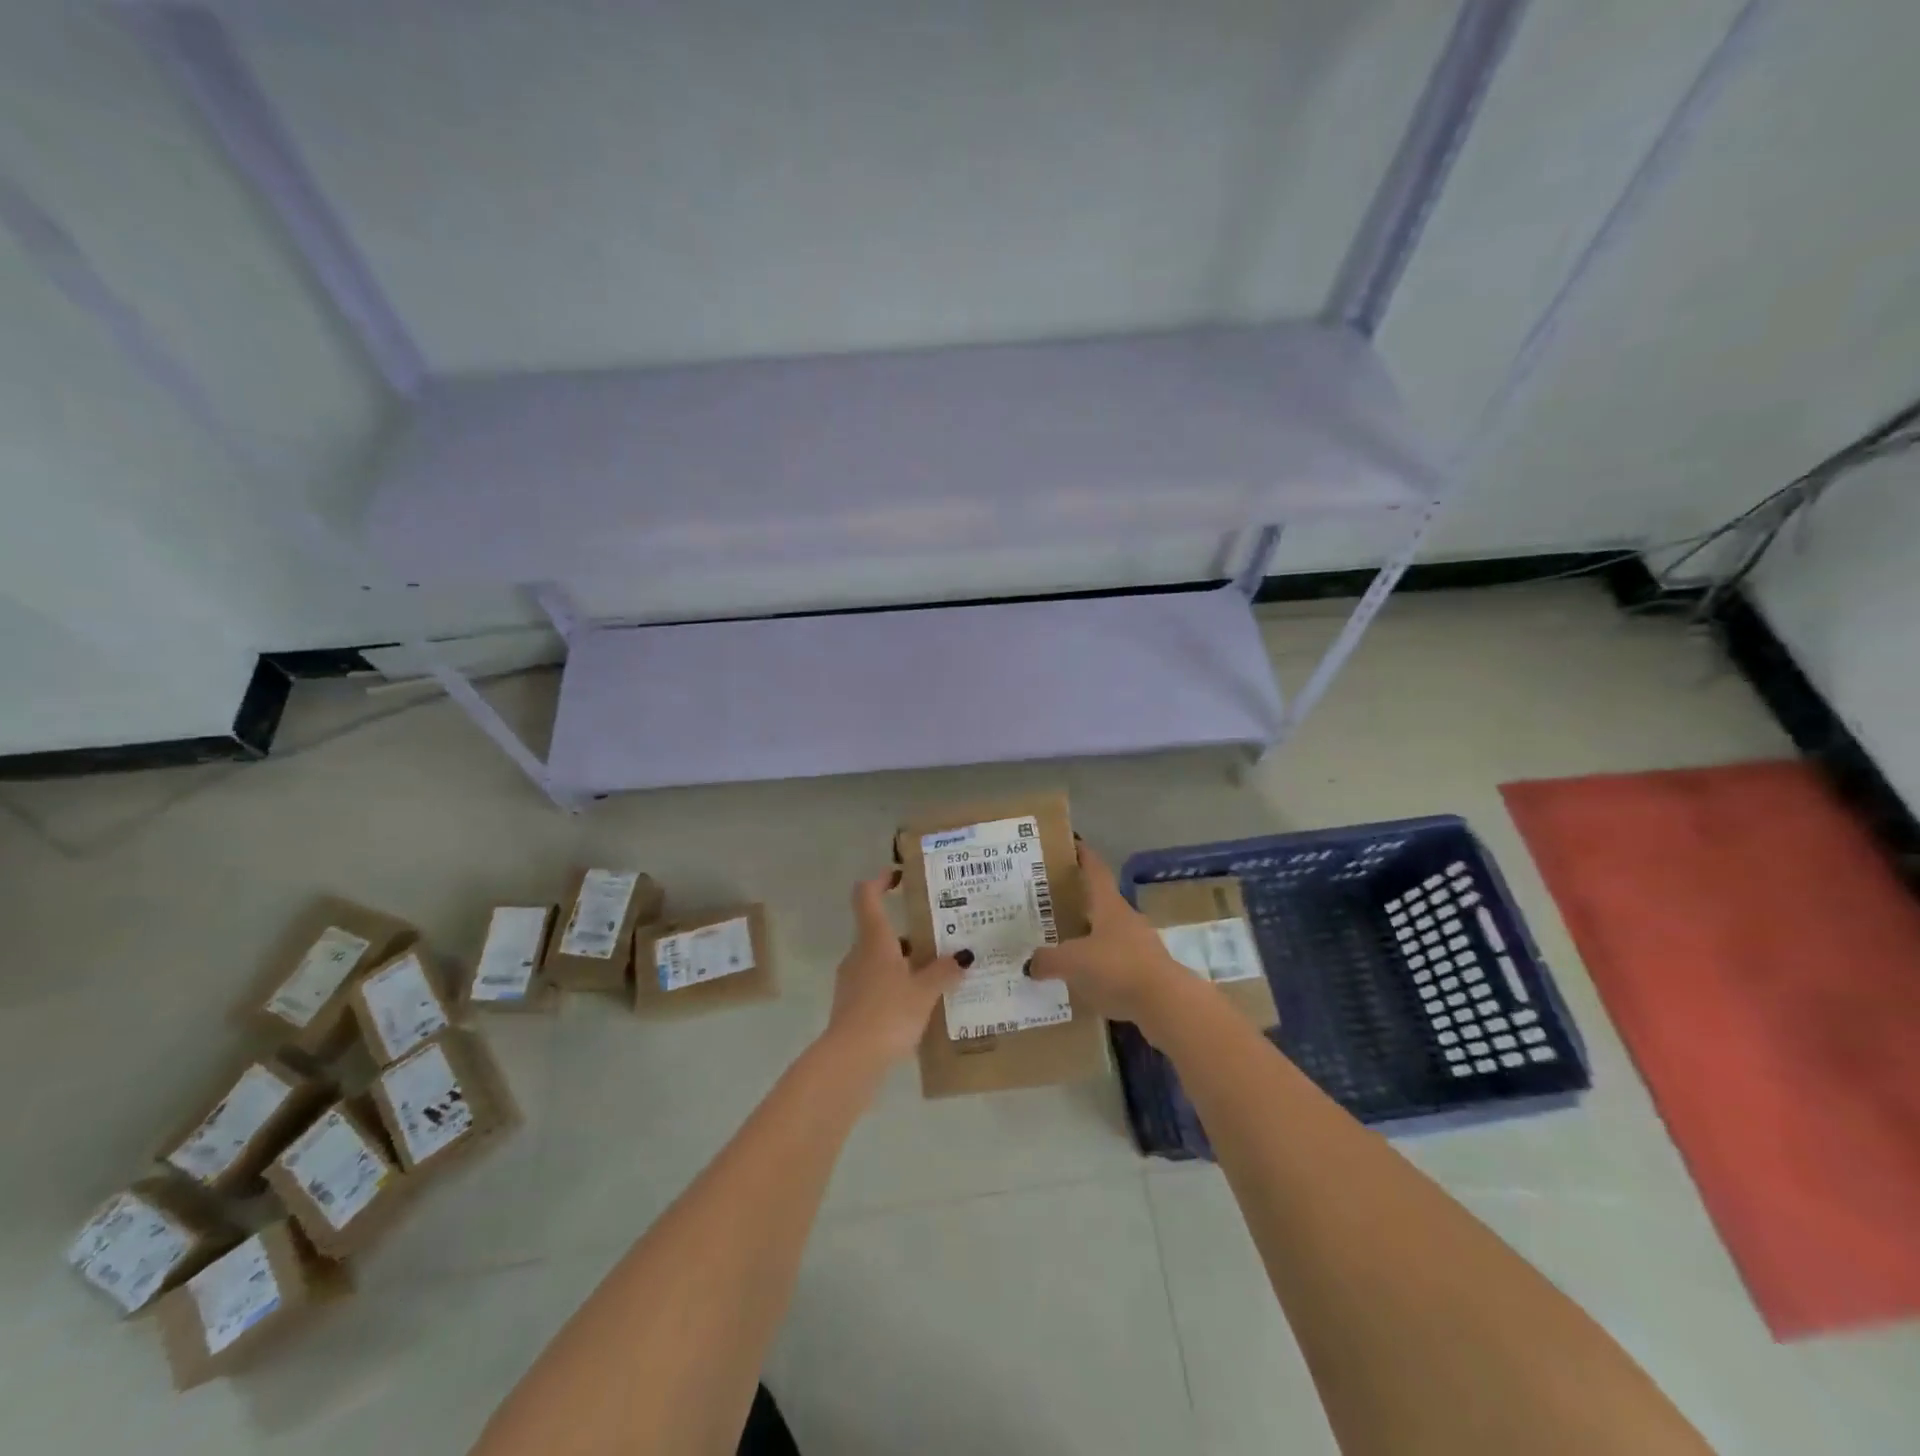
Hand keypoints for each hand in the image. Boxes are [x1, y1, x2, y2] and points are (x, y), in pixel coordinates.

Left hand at [822, 875, 967, 1070]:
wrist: (850, 1061)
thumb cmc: (887, 1014)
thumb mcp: (924, 992)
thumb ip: (944, 972)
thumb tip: (963, 957)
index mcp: (874, 940)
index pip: (867, 896)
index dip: (880, 881)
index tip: (899, 876)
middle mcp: (859, 954)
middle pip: (879, 930)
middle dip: (908, 930)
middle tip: (939, 934)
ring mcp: (852, 981)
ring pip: (880, 959)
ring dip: (905, 961)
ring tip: (938, 971)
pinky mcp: (853, 1007)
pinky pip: (878, 984)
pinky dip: (897, 985)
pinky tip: (920, 1003)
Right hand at [1028, 842, 1197, 1036]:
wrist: (1166, 1003)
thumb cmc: (1117, 968)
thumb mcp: (1073, 962)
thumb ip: (1048, 960)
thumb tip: (1030, 963)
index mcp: (1109, 906)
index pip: (1096, 871)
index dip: (1084, 856)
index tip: (1073, 844)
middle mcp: (1126, 919)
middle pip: (1101, 903)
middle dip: (1079, 901)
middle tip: (1052, 903)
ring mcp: (1140, 945)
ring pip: (1108, 934)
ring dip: (1089, 936)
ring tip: (1063, 944)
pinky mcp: (1146, 972)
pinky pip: (1115, 962)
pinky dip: (1099, 965)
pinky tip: (1083, 979)